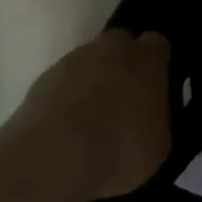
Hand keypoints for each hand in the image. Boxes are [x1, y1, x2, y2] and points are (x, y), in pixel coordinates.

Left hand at [10, 29, 172, 198]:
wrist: (53, 158)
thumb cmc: (120, 149)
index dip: (157, 63)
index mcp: (147, 60)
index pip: (158, 44)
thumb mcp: (160, 143)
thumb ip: (158, 117)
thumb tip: (150, 115)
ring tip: (94, 117)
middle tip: (126, 97)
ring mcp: (72, 62)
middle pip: (120, 43)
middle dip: (124, 63)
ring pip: (89, 61)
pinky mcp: (41, 81)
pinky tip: (68, 126)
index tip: (157, 84)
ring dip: (93, 80)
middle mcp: (111, 50)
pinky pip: (64, 82)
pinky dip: (68, 96)